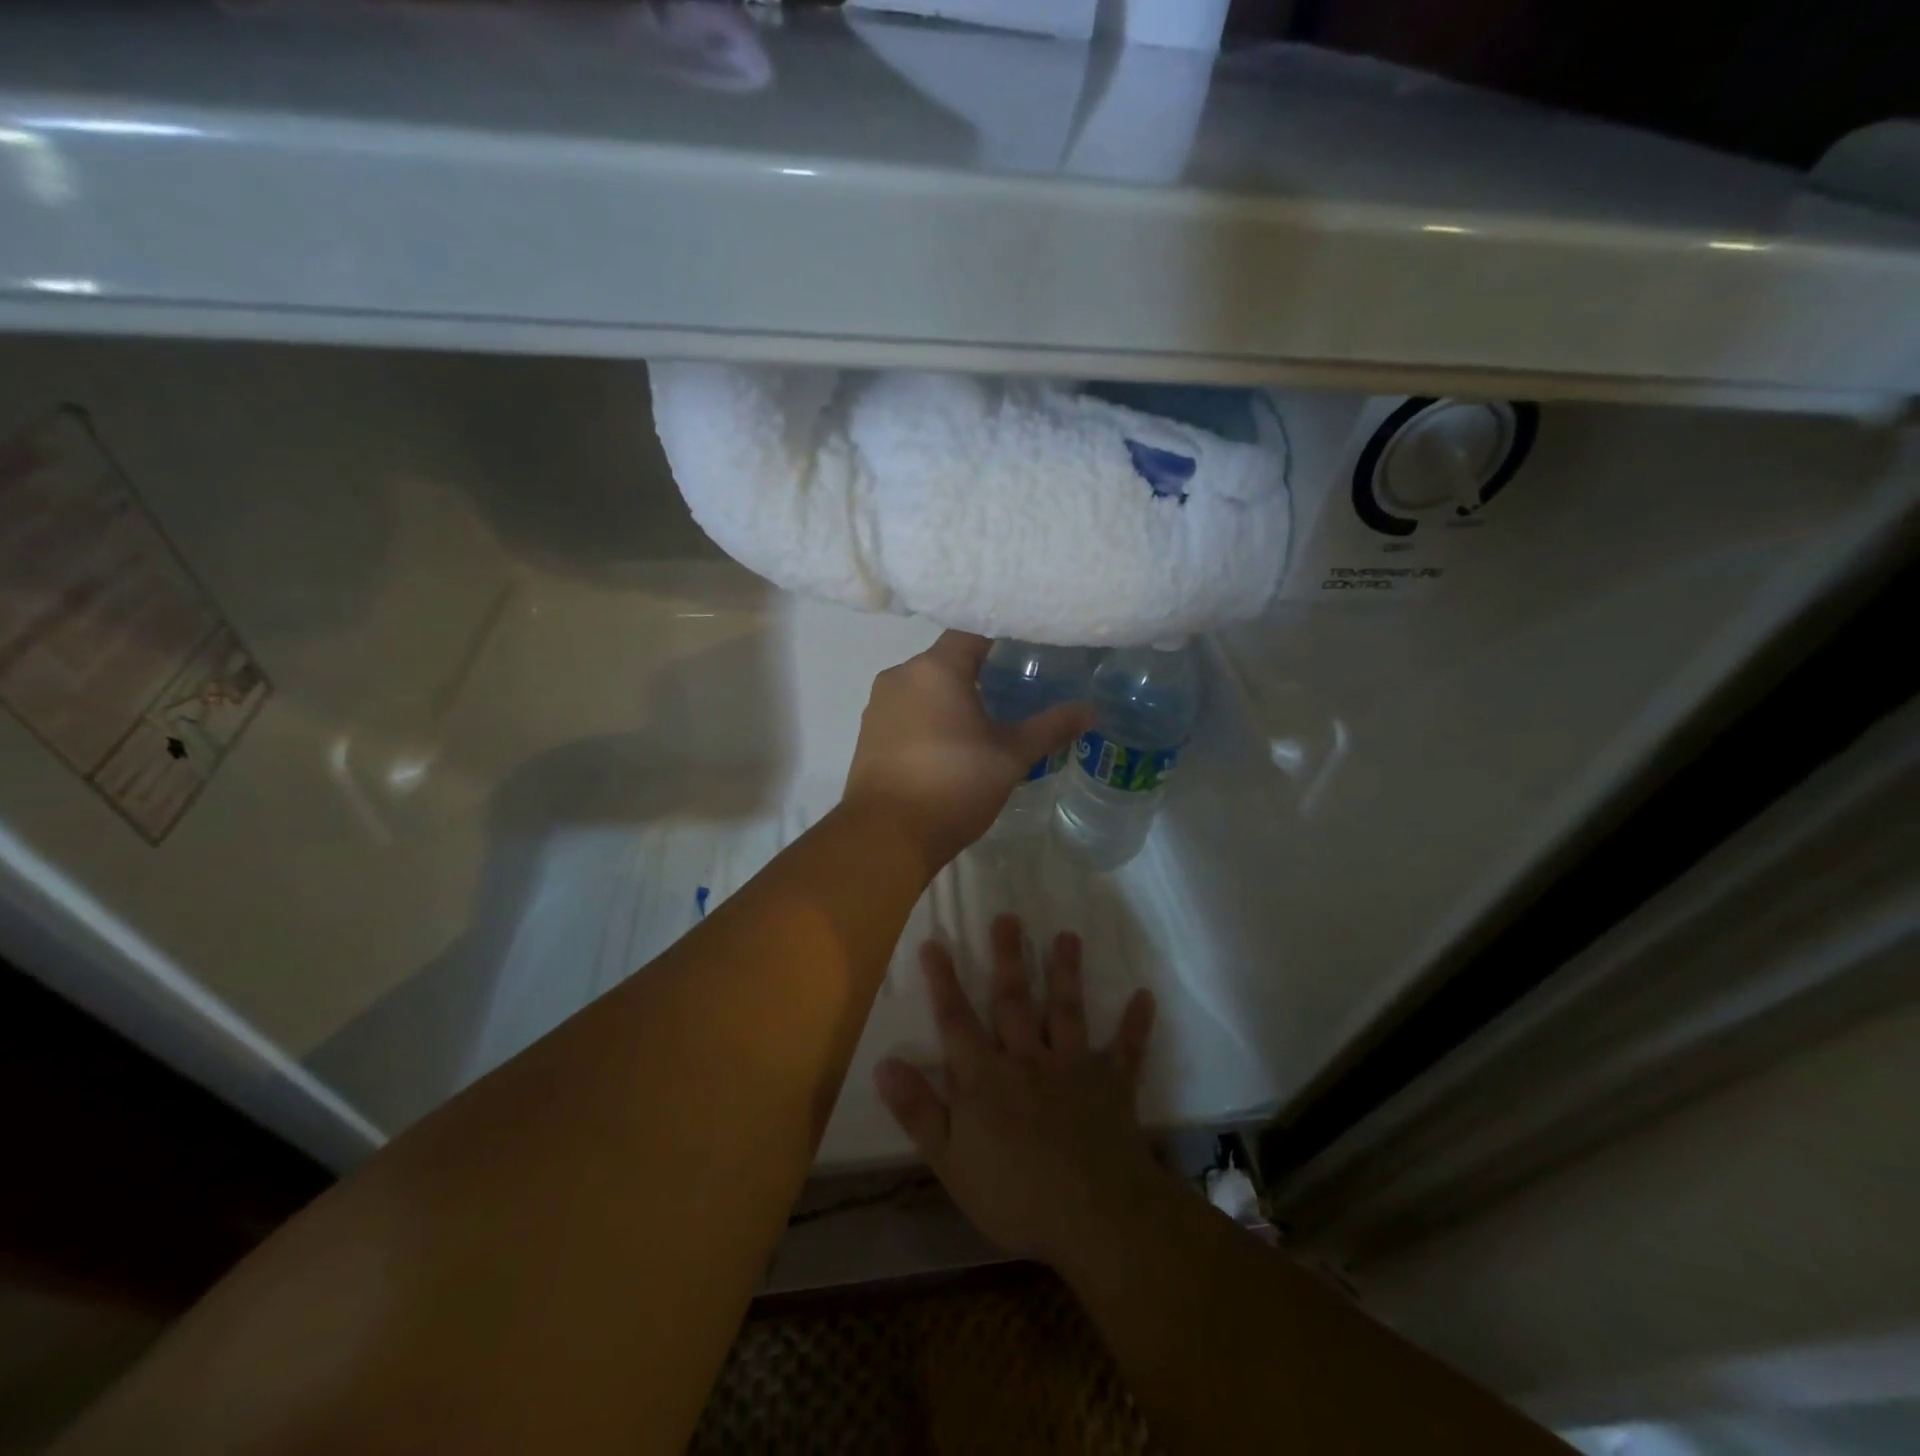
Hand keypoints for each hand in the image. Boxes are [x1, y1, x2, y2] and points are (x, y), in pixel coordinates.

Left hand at [842, 631, 1088, 871]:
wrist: (887, 835)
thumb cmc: (954, 785)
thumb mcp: (1011, 757)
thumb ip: (1050, 728)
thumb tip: (1091, 711)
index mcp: (935, 668)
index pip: (972, 632)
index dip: (1002, 636)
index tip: (1028, 649)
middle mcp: (901, 675)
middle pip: (946, 658)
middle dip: (979, 670)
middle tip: (1015, 686)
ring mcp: (879, 704)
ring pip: (923, 686)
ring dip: (951, 696)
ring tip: (985, 718)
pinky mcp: (868, 733)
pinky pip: (906, 710)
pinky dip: (929, 716)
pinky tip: (950, 743)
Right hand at [875, 914, 1162, 1267]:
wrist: (1095, 1216)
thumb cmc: (1015, 1196)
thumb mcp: (950, 1162)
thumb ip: (918, 1111)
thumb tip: (884, 1063)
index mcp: (985, 1078)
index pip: (957, 1021)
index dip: (943, 982)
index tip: (935, 942)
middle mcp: (1027, 1059)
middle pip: (1013, 1001)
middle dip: (1008, 958)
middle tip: (1008, 917)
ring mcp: (1072, 1067)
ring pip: (1066, 1011)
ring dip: (1066, 972)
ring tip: (1067, 935)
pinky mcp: (1111, 1084)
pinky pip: (1125, 1050)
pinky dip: (1135, 1024)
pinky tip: (1145, 996)